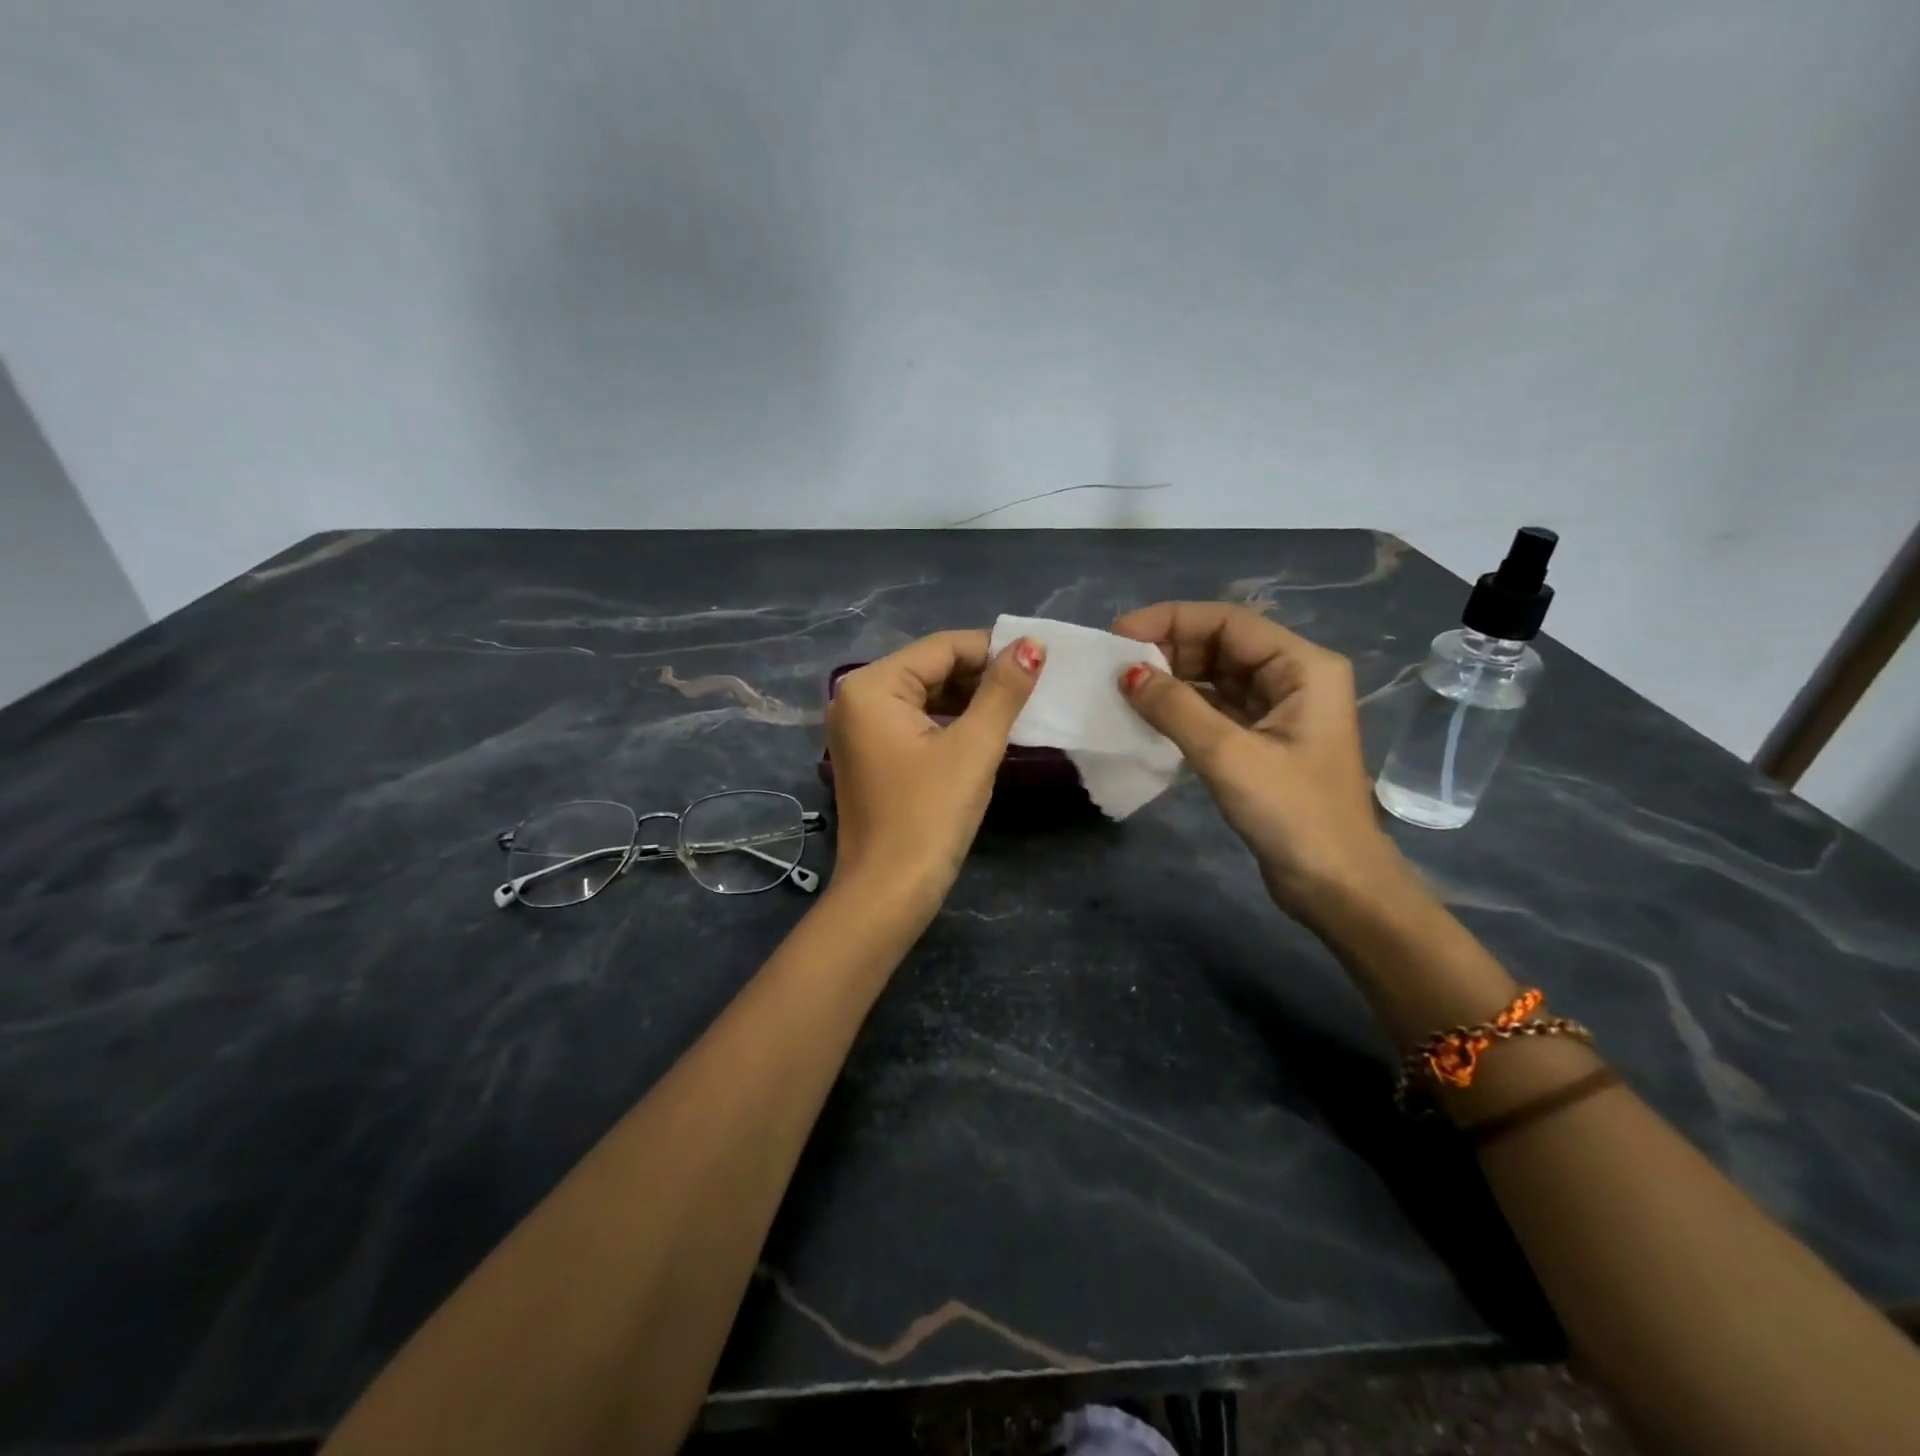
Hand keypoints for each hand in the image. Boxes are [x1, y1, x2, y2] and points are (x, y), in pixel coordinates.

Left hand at [825, 630, 1044, 908]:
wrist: (889, 893)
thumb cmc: (930, 815)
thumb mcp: (974, 747)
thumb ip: (1003, 691)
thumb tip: (1032, 645)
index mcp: (871, 686)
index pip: (942, 647)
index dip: (993, 649)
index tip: (1039, 660)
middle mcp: (856, 698)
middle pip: (931, 669)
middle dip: (981, 676)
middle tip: (1032, 688)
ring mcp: (859, 729)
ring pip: (925, 696)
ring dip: (969, 701)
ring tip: (1016, 709)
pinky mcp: (870, 755)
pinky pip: (915, 722)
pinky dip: (950, 723)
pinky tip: (985, 732)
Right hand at [1112, 602, 1409, 917]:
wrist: (1336, 886)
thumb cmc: (1293, 814)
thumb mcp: (1229, 755)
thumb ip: (1176, 708)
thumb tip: (1127, 674)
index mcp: (1302, 666)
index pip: (1229, 622)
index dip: (1171, 620)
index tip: (1119, 635)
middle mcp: (1294, 678)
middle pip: (1222, 644)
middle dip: (1169, 648)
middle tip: (1116, 665)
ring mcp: (1280, 711)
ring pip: (1217, 677)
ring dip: (1173, 679)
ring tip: (1124, 687)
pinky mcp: (1264, 741)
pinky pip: (1217, 708)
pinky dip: (1183, 707)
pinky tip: (1148, 714)